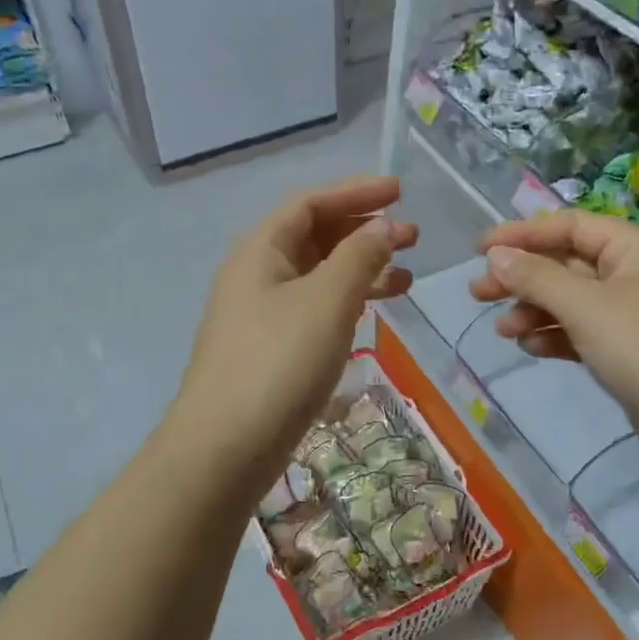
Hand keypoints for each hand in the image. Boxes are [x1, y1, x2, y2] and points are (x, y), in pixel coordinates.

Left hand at [177, 176, 416, 491]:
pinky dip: (347, 304)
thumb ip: (360, 257)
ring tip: (406, 278)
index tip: (401, 192)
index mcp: (260, 250)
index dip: (356, 192)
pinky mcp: (272, 350)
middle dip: (363, 232)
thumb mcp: (326, 301)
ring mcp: (262, 315)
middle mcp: (256, 275)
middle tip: (412, 239)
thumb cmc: (279, 362)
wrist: (226, 447)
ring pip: (318, 277)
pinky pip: (315, 309)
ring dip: (361, 270)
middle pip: (314, 237)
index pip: (310, 203)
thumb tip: (385, 227)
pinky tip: (373, 313)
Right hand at [469, 211, 638, 481]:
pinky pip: (583, 333)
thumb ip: (537, 278)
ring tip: (503, 330)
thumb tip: (495, 254)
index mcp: (635, 248)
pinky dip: (556, 336)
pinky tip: (532, 347)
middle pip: (567, 264)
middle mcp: (636, 274)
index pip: (570, 226)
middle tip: (478, 293)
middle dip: (522, 277)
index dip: (522, 234)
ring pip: (572, 302)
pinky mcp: (631, 353)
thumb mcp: (587, 307)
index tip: (479, 250)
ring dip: (535, 310)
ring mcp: (635, 315)